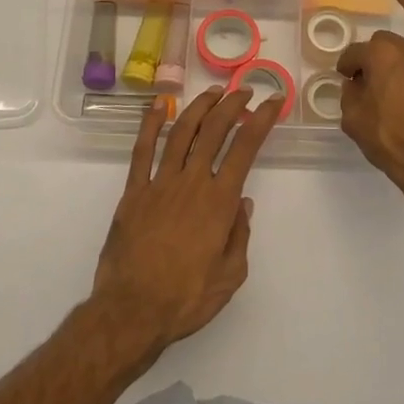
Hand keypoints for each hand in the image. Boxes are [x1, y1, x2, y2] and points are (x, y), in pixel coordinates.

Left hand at [93, 87, 279, 353]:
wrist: (132, 312)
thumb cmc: (186, 299)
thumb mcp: (230, 276)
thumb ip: (240, 236)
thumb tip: (243, 203)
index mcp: (219, 202)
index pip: (245, 149)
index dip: (261, 120)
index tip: (272, 102)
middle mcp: (192, 183)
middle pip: (214, 131)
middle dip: (232, 105)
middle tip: (243, 91)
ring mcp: (160, 183)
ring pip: (181, 133)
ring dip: (199, 107)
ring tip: (212, 92)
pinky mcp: (134, 192)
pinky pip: (142, 151)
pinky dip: (150, 125)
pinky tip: (158, 106)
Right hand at [337, 0, 403, 214]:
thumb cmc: (392, 145)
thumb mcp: (355, 123)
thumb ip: (350, 97)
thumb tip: (354, 85)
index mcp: (381, 58)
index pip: (356, 54)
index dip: (347, 65)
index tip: (345, 78)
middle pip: (386, 41)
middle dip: (373, 52)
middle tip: (367, 74)